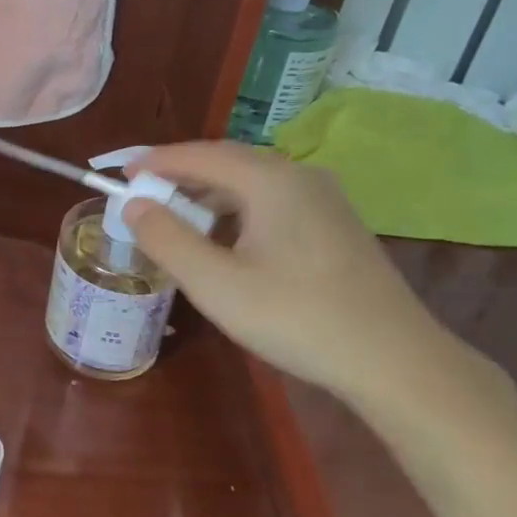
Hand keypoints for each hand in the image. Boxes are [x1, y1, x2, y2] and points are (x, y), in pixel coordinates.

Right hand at [121, 143, 516, 440]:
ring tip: (177, 220)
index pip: (200, 155)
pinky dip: (237, 211)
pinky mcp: (336, 225)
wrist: (395, 361)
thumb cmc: (297, 317)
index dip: (156, 162)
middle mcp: (299, 176)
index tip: (121, 176)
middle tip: (143, 197)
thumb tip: (134, 205)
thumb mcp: (216, 284)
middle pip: (227, 163)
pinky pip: (272, 202)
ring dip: (209, 196)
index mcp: (270, 180)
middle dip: (180, 176)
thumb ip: (167, 239)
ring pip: (251, 183)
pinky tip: (226, 241)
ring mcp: (324, 199)